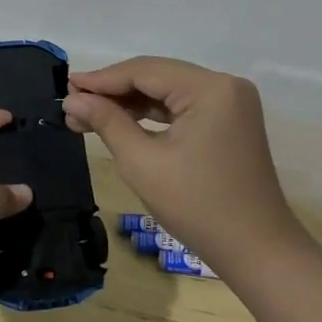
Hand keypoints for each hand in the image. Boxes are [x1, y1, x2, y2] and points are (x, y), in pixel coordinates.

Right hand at [62, 56, 307, 271]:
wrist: (256, 250)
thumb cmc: (197, 206)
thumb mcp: (142, 162)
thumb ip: (107, 122)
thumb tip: (73, 101)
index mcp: (210, 88)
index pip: (145, 71)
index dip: (101, 79)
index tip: (66, 88)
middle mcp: (225, 85)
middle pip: (157, 76)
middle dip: (113, 91)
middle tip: (72, 105)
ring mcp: (231, 103)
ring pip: (168, 92)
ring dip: (129, 103)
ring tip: (86, 116)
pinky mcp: (229, 122)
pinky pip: (182, 108)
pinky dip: (151, 116)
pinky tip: (120, 123)